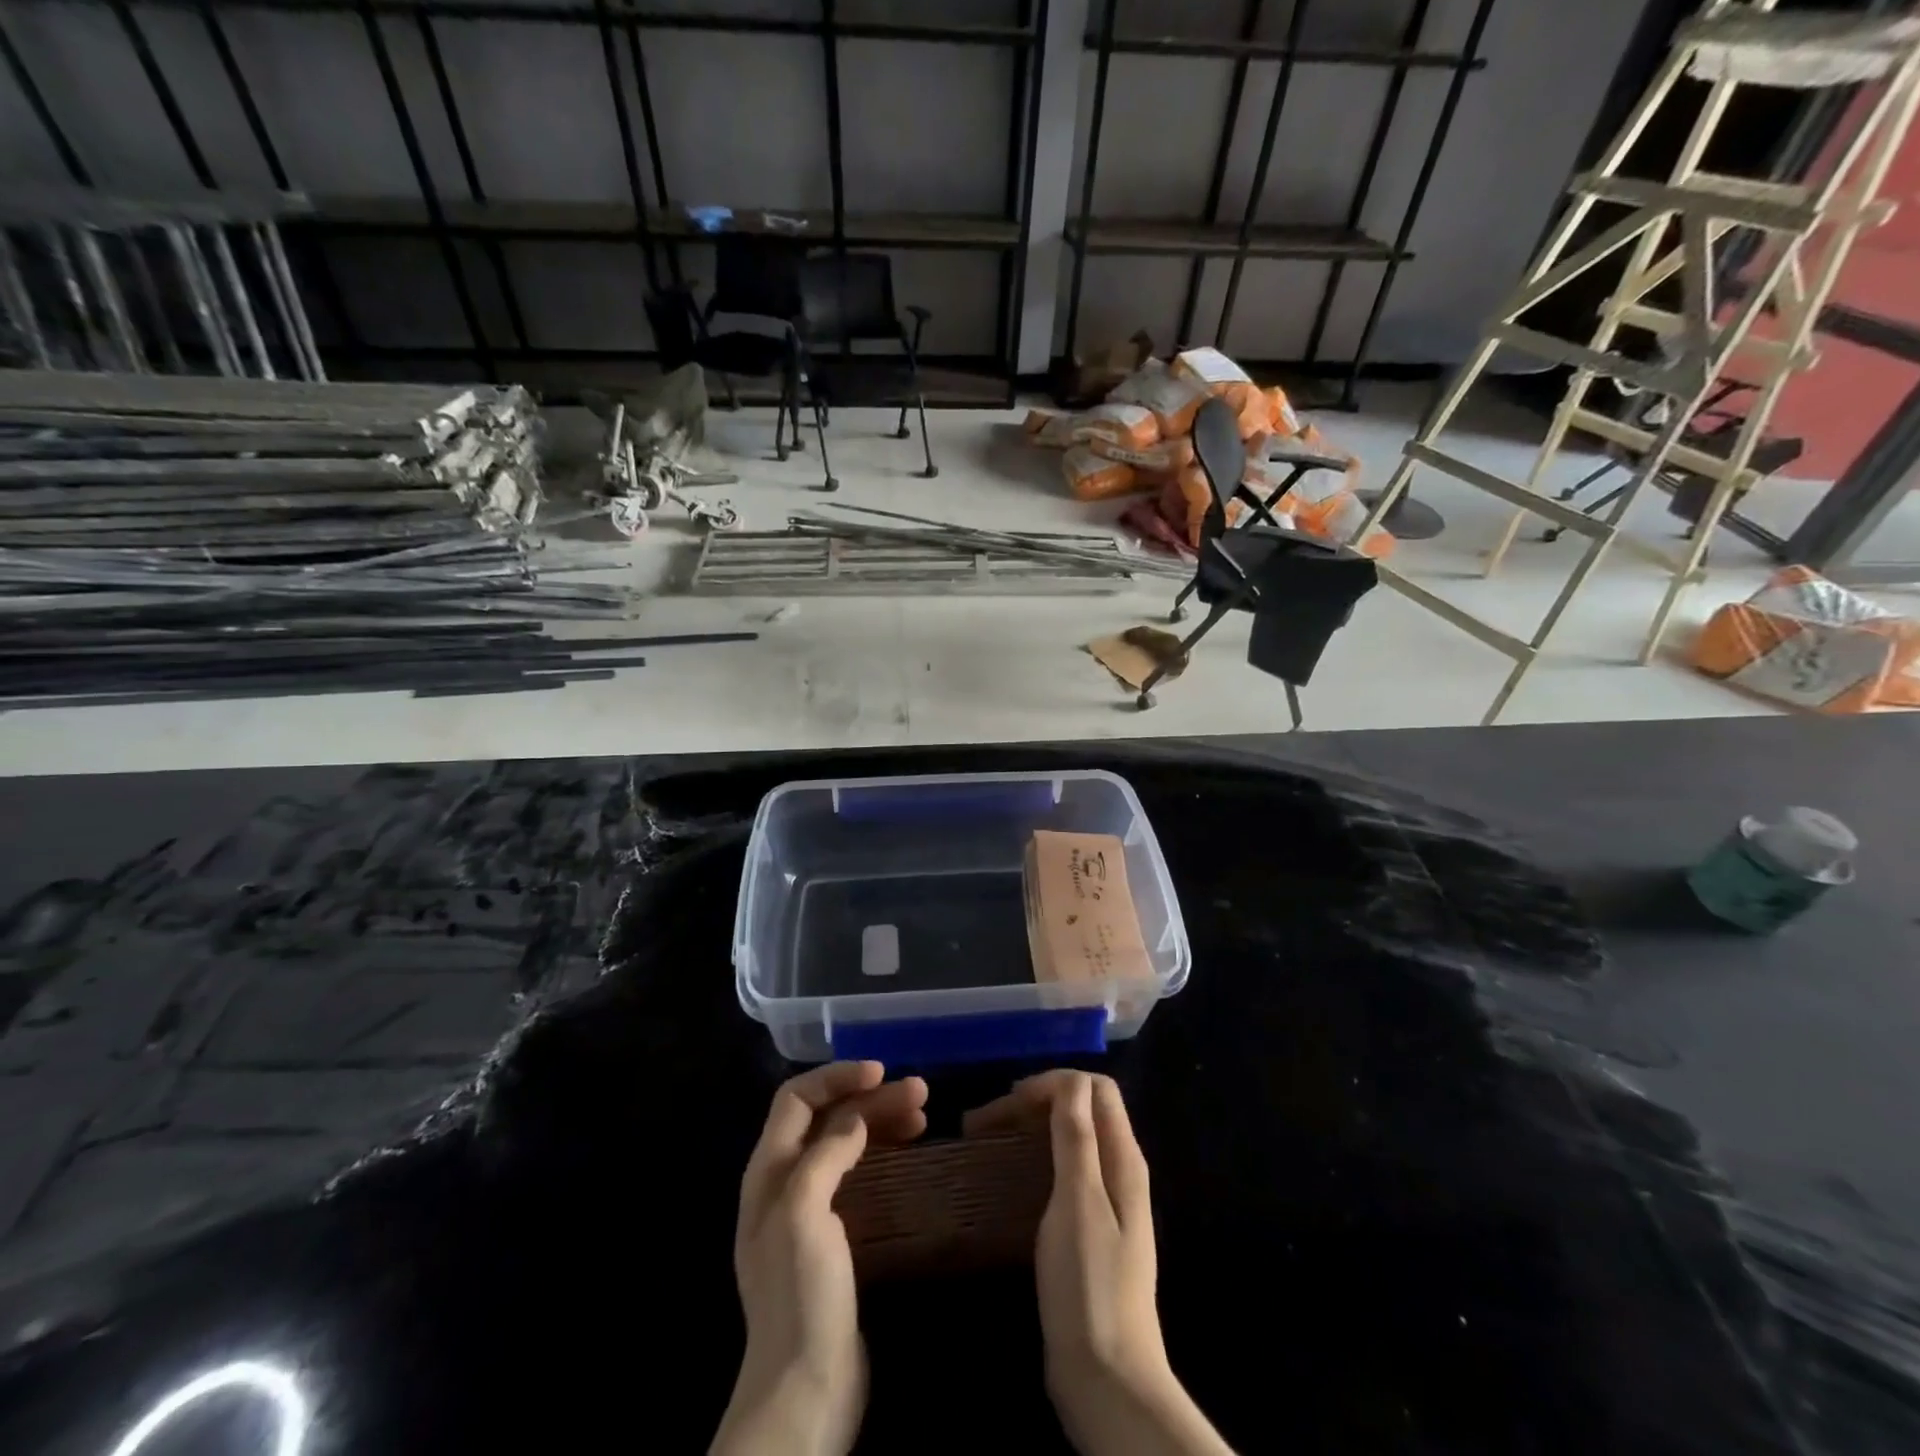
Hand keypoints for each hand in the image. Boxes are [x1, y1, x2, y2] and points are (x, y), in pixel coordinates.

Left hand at [712, 1061, 927, 1455]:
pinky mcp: (835, 1235)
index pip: (797, 1099)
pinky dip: (883, 1152)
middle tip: (921, 1091)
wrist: (805, 1389)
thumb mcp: (804, 1212)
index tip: (882, 1071)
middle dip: (870, 1097)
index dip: (837, 1077)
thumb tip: (855, 1117)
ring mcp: (809, 1209)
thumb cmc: (801, 1294)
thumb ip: (825, 1154)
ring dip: (880, 1120)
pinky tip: (909, 1151)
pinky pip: (858, 1173)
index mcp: (768, 1171)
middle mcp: (785, 1182)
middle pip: (827, 1118)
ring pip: (845, 1142)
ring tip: (924, 1113)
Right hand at [966, 1072, 1231, 1455]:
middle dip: (1036, 1101)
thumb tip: (1069, 1081)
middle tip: (986, 1120)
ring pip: (1070, 1138)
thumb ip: (1076, 1138)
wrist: (1109, 1380)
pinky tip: (1007, 1176)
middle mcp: (1119, 1170)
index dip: (1053, 1083)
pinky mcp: (1089, 1228)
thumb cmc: (1089, 1286)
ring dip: (1031, 1127)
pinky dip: (1034, 1157)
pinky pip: (1063, 1170)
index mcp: (1123, 1158)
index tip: (1009, 1102)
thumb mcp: (1078, 1202)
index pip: (1094, 1088)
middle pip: (1082, 1108)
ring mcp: (1107, 1201)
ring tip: (987, 1140)